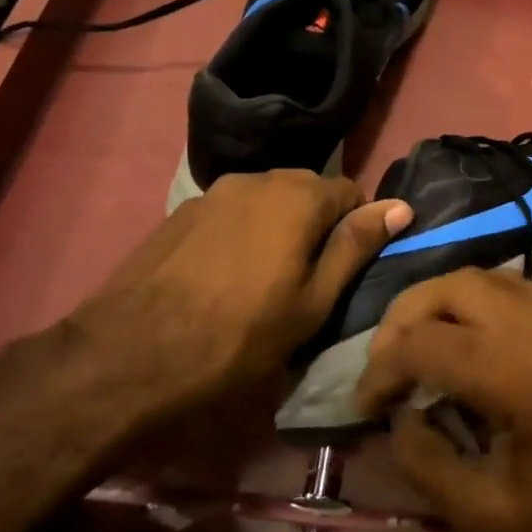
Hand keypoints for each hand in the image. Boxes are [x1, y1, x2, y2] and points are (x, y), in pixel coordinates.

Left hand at [62, 170, 410, 436]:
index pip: (350, 192)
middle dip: (317, 224)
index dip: (358, 227)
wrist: (132, 352)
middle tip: (310, 277)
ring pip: (266, 200)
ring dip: (278, 227)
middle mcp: (256, 179)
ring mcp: (213, 192)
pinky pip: (231, 212)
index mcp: (297, 196)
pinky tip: (226, 274)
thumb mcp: (313, 302)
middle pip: (306, 191)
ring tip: (266, 277)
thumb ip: (356, 246)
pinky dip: (242, 232)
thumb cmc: (240, 335)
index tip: (348, 268)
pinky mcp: (181, 212)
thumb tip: (400, 206)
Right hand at [353, 269, 531, 531]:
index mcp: (529, 376)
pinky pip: (518, 294)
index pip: (429, 342)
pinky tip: (465, 346)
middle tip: (383, 361)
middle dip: (406, 315)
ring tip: (415, 348)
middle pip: (456, 286)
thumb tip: (399, 416)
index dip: (382, 369)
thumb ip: (427, 462)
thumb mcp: (490, 519)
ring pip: (488, 279)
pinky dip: (477, 307)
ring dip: (442, 304)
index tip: (363, 405)